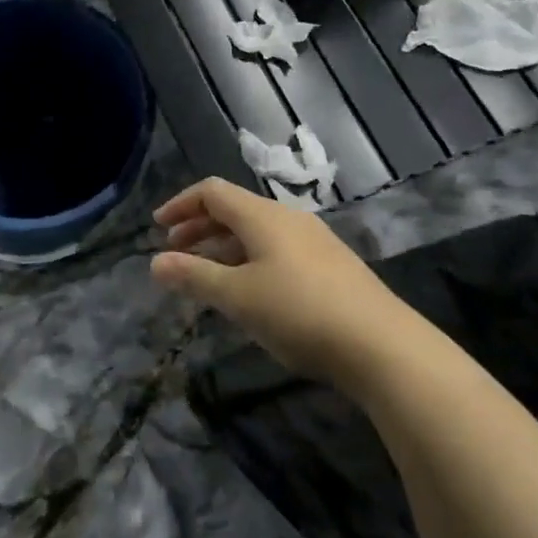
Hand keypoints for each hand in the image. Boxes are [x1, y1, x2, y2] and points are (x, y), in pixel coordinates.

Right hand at [152, 177, 406, 389]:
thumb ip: (194, 276)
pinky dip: (250, 260)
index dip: (180, 204)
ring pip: (257, 232)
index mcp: (262, 216)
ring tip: (206, 276)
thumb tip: (155, 262)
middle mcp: (288, 218)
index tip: (158, 228)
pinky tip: (250, 292)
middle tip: (175, 253)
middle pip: (234, 209)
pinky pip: (277, 250)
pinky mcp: (331, 267)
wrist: (382, 345)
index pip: (212, 191)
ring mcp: (314, 241)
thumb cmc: (299, 312)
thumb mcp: (237, 297)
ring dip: (224, 247)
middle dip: (199, 227)